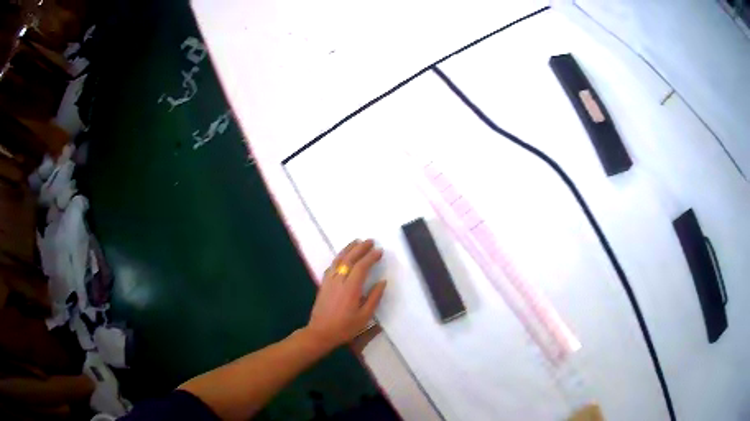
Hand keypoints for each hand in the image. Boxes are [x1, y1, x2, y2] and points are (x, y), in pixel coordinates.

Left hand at [305, 239, 386, 350]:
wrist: (320, 332)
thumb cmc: (345, 327)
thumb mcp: (364, 317)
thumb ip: (374, 298)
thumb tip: (382, 282)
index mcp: (351, 288)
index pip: (362, 266)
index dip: (371, 257)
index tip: (379, 251)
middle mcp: (339, 280)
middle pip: (350, 259)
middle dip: (361, 248)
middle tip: (371, 241)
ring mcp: (329, 281)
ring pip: (339, 259)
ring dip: (348, 249)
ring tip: (357, 242)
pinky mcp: (324, 283)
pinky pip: (332, 266)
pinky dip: (339, 257)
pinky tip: (343, 256)